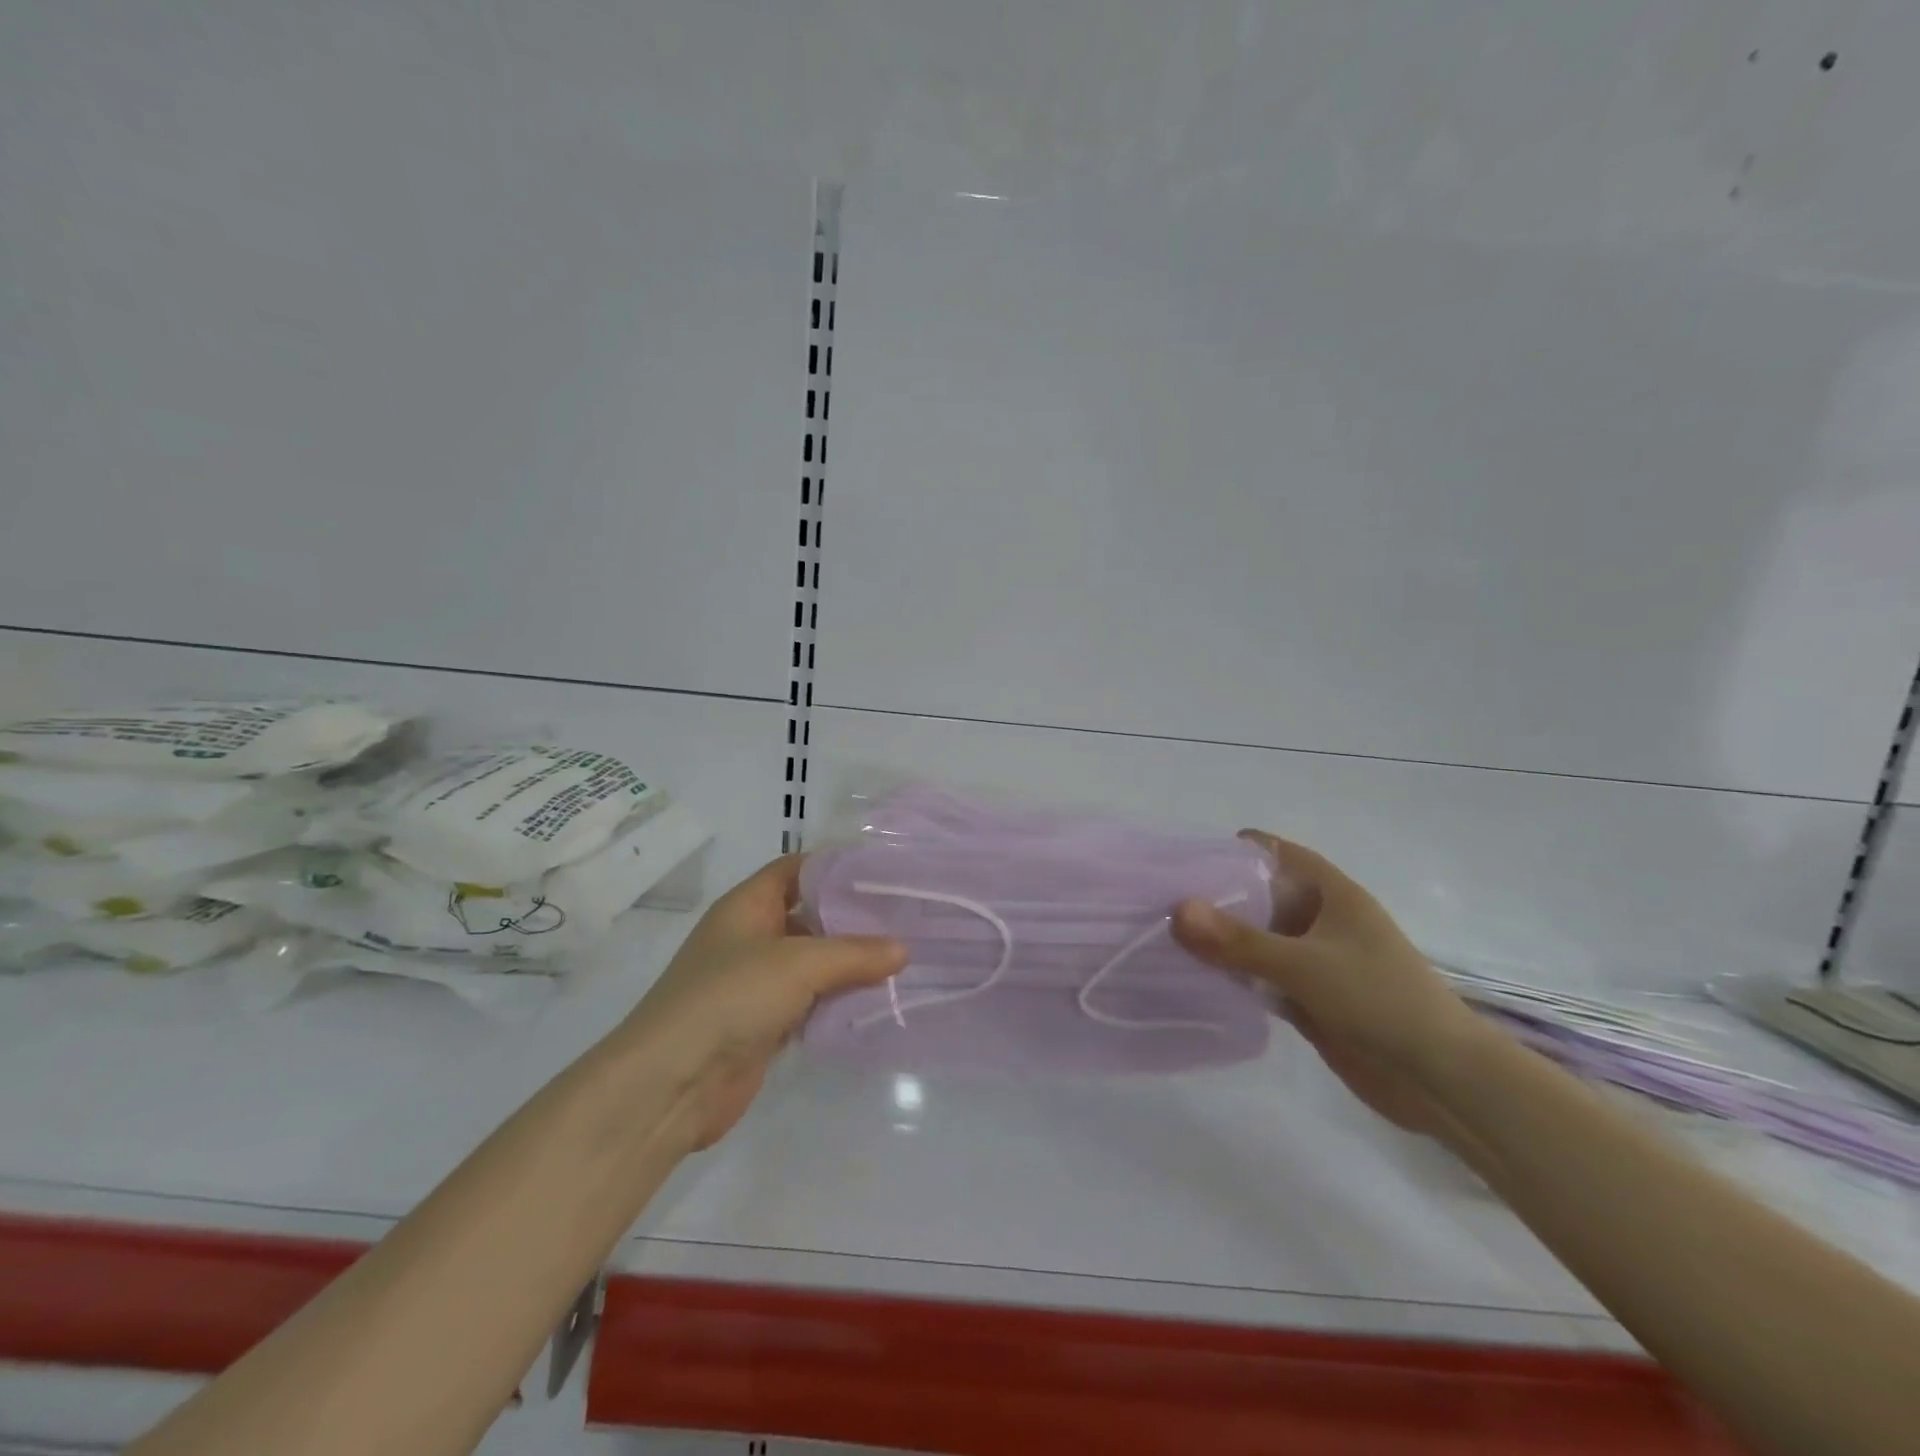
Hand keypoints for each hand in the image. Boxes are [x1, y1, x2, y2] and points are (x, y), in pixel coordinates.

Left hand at [625, 854, 905, 1149]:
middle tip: (904, 917)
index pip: (795, 869)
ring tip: (902, 958)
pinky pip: (808, 1003)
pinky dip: (837, 1001)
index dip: (834, 866)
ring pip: (812, 963)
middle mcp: (750, 937)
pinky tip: (875, 1001)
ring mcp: (755, 983)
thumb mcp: (798, 964)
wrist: (671, 1084)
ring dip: (848, 964)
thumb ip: (854, 954)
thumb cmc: (730, 998)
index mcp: (747, 906)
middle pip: (808, 916)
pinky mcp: (763, 1024)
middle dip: (851, 918)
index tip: (882, 871)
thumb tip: (903, 950)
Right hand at [1172, 831, 1497, 1141]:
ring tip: (1166, 935)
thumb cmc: (1379, 1000)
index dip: (1235, 850)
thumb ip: (1238, 941)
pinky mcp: (1310, 999)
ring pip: (1259, 939)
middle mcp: (1321, 921)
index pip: (1277, 854)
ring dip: (1222, 940)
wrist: (1440, 1080)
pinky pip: (1262, 977)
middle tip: (1161, 899)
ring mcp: (1316, 962)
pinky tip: (1195, 977)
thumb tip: (1177, 909)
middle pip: (1261, 897)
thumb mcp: (1304, 964)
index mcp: (1332, 894)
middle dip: (1217, 897)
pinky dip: (1234, 975)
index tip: (1185, 858)